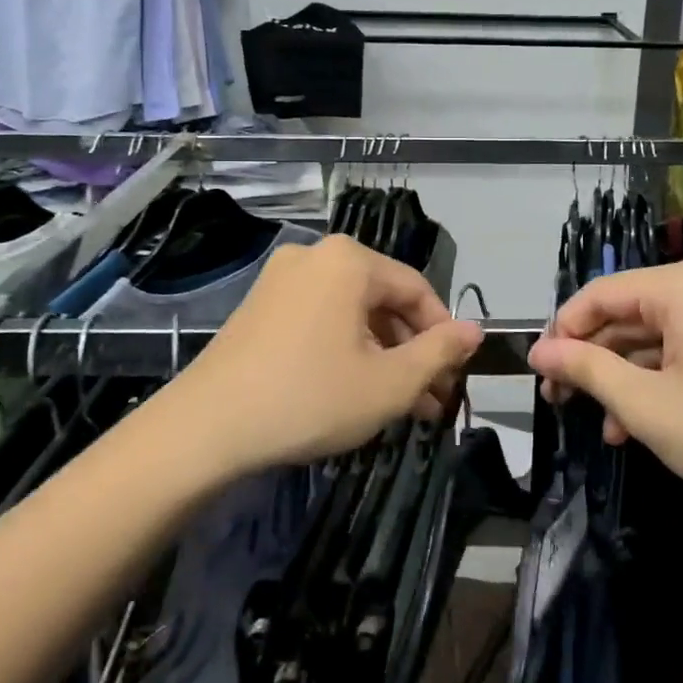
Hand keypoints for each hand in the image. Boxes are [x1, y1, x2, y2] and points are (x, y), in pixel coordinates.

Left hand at [173, 236, 484, 477]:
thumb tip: (475, 330)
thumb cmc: (310, 398)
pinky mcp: (259, 305)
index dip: (443, 334)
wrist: (206, 427)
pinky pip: (319, 319)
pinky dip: (344, 349)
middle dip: (410, 351)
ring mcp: (281, 278)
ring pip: (351, 313)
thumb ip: (439, 352)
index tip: (455, 377)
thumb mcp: (389, 383)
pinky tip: (354, 391)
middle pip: (382, 300)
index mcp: (349, 260)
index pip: (417, 290)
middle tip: (430, 400)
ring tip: (399, 406)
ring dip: (380, 355)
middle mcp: (314, 255)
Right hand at [526, 259, 682, 537]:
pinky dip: (660, 382)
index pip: (600, 294)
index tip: (540, 373)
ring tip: (603, 425)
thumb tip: (539, 352)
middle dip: (593, 359)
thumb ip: (585, 370)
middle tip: (561, 400)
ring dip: (624, 378)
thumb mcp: (646, 405)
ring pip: (657, 337)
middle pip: (629, 314)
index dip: (563, 332)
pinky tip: (640, 424)